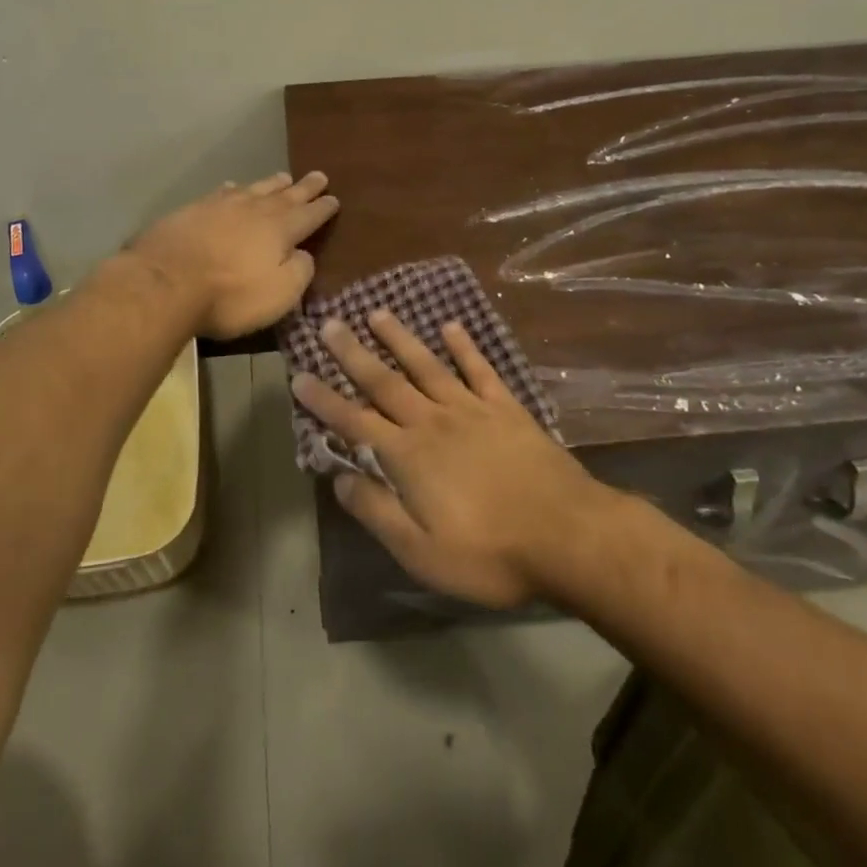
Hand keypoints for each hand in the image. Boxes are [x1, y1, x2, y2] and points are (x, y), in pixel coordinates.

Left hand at [129, 172, 337, 338]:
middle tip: (319, 176)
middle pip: (285, 195)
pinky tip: (232, 187)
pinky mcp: (192, 210)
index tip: (335, 199)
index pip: (309, 215)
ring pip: (254, 188)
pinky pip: (222, 192)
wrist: (166, 282)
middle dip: (304, 187)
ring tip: (284, 177)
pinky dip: (234, 188)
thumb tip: (303, 254)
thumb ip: (300, 271)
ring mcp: (221, 206)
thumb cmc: (230, 295)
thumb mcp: (280, 294)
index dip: (323, 208)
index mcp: (280, 229)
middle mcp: (254, 210)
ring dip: (272, 183)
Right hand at [291, 310, 611, 609]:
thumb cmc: (489, 552)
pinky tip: (451, 327)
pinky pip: (480, 370)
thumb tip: (339, 479)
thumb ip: (377, 511)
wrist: (567, 536)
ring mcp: (472, 410)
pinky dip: (464, 347)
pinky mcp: (507, 409)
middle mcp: (433, 422)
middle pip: (385, 382)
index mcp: (408, 456)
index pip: (354, 421)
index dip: (324, 401)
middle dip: (353, 354)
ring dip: (400, 339)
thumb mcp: (421, 551)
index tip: (299, 376)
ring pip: (427, 366)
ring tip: (378, 313)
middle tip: (330, 324)